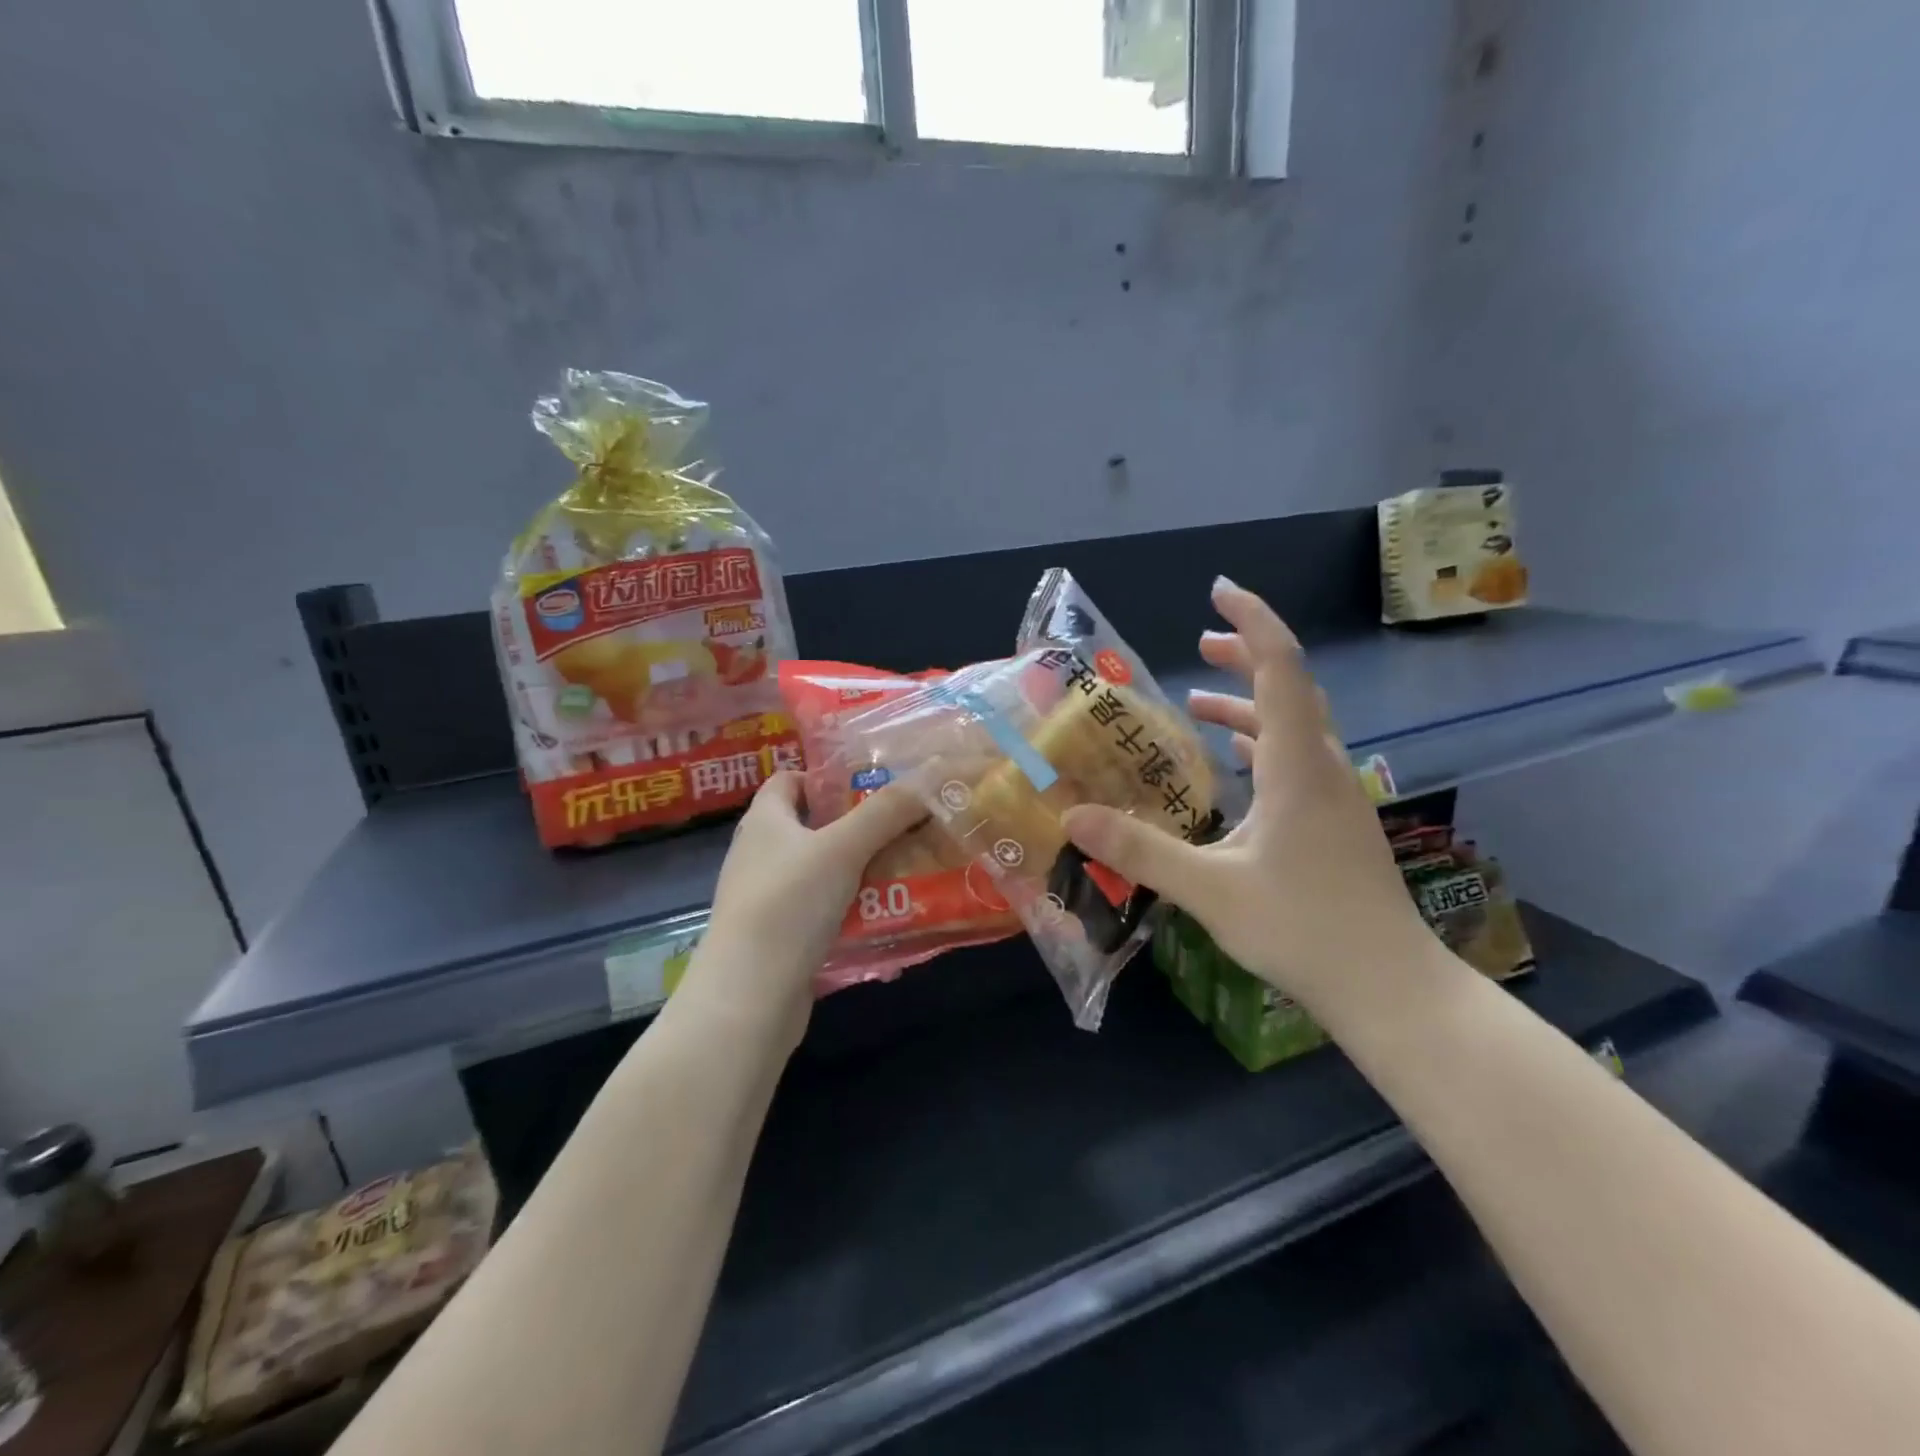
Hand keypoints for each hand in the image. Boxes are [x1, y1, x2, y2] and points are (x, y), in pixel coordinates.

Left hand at [687, 773, 927, 1029]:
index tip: (872, 785)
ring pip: (823, 873)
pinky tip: (887, 918)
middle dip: (859, 827)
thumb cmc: (788, 903)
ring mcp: (768, 899)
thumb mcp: (843, 848)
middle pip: (814, 827)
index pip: (789, 780)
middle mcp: (760, 854)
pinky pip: (823, 914)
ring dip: (861, 872)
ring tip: (909, 870)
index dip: (826, 777)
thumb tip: (930, 775)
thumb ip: (886, 812)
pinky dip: (852, 912)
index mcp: (764, 821)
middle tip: (906, 828)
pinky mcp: (780, 938)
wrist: (749, 997)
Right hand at [1061, 578, 1439, 1022]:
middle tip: (1202, 643)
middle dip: (1247, 656)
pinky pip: (1298, 760)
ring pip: (1296, 725)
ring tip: (1201, 701)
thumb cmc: (1302, 929)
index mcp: (1297, 766)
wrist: (1389, 987)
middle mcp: (1323, 768)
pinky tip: (1237, 760)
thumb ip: (1140, 850)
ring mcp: (1336, 796)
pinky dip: (1264, 742)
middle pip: (1292, 688)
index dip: (1253, 621)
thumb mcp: (1209, 890)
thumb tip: (1071, 818)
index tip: (1219, 591)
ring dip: (1252, 703)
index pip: (1282, 668)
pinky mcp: (1336, 822)